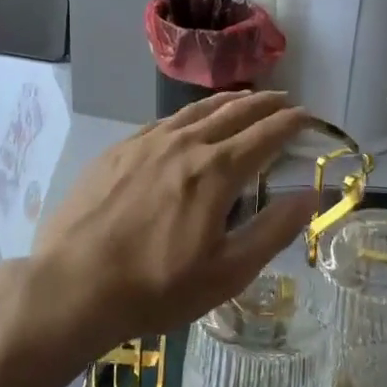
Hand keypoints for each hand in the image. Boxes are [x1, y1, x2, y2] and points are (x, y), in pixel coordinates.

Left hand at [25, 91, 320, 358]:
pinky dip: (190, 115)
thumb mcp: (227, 272)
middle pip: (234, 112)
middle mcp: (185, 144)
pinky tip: (189, 123)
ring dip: (228, 102)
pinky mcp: (118, 151)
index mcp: (217, 171)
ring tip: (245, 99)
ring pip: (197, 110)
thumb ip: (274, 229)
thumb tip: (312, 195)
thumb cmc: (157, 287)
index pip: (266, 133)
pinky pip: (164, 121)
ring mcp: (146, 143)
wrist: (73, 285)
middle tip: (285, 101)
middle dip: (265, 104)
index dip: (292, 122)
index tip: (310, 116)